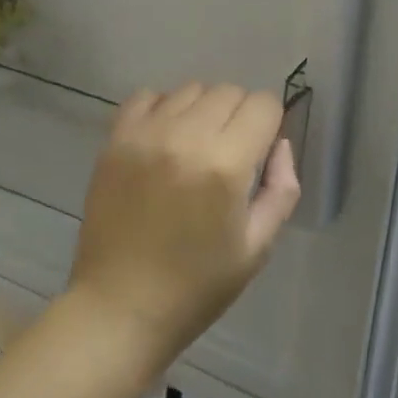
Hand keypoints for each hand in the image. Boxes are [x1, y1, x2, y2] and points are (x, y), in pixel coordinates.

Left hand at [68, 84, 300, 368]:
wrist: (119, 308)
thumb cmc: (197, 285)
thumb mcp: (257, 246)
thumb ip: (281, 188)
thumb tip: (279, 144)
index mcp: (225, 165)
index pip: (263, 105)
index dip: (270, 124)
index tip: (260, 151)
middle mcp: (185, 137)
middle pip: (229, 91)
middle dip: (240, 116)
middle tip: (230, 154)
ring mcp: (145, 134)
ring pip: (191, 89)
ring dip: (203, 110)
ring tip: (195, 147)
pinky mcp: (115, 140)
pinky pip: (147, 96)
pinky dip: (163, 108)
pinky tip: (164, 139)